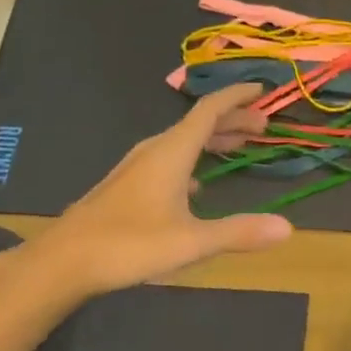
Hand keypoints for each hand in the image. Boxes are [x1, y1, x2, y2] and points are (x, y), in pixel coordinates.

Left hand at [6, 84, 293, 301]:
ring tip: (240, 144)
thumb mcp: (191, 242)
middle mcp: (155, 151)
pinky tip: (199, 183)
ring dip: (213, 138)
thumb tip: (288, 227)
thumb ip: (239, 232)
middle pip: (199, 123)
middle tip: (264, 125)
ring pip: (183, 141)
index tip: (262, 89)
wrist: (62, 261)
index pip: (210, 110)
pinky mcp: (127, 184)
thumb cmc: (128, 245)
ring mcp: (137, 166)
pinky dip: (194, 159)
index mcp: (172, 152)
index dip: (237, 96)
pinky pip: (170, 158)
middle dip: (233, 120)